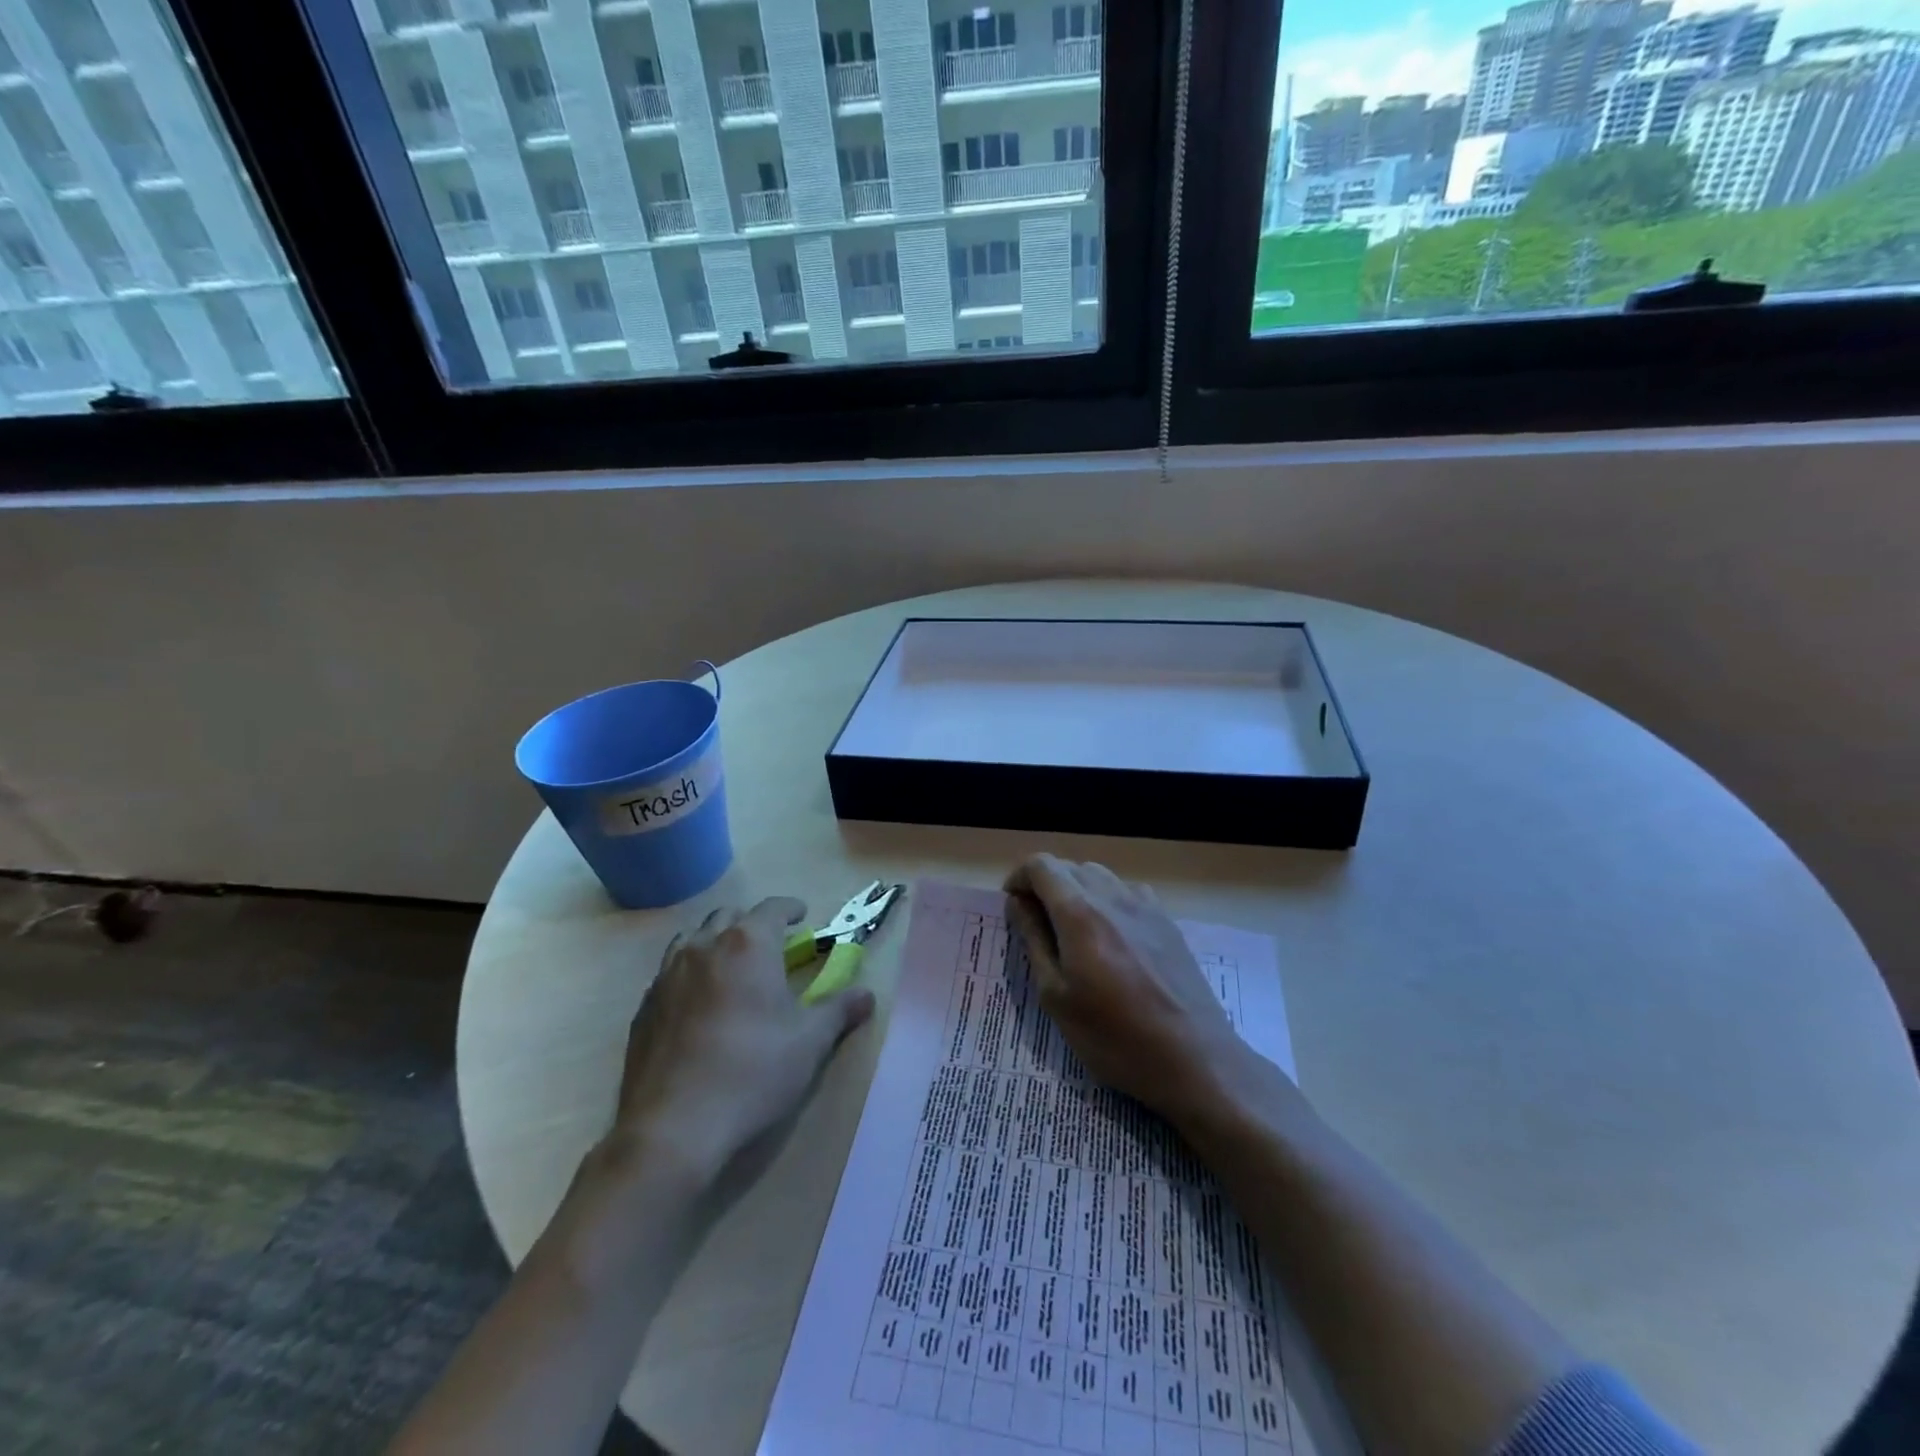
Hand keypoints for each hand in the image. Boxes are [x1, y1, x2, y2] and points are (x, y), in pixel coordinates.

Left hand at [613, 897, 874, 1182]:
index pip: (772, 908)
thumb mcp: (809, 1042)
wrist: (674, 1126)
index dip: (790, 908)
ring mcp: (668, 974)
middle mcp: (705, 946)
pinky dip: (690, 971)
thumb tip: (867, 994)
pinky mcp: (645, 1006)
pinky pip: (670, 970)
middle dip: (753, 923)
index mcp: (748, 944)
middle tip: (771, 945)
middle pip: (730, 916)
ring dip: (717, 941)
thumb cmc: (753, 1073)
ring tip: (732, 965)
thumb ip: (839, 1010)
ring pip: (694, 938)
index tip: (802, 915)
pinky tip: (699, 1001)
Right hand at [1005, 855, 1260, 1129]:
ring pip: (1099, 875)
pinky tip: (1111, 938)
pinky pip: (1126, 891)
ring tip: (1072, 933)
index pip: (1041, 865)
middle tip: (1037, 925)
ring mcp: (1145, 905)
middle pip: (1069, 867)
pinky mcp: (1167, 920)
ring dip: (1076, 891)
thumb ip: (1033, 940)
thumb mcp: (1056, 996)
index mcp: (1079, 911)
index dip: (1019, 878)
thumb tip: (1017, 902)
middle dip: (1045, 885)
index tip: (1013, 908)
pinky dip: (1107, 900)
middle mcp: (1112, 895)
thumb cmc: (1114, 1036)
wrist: (1193, 1057)